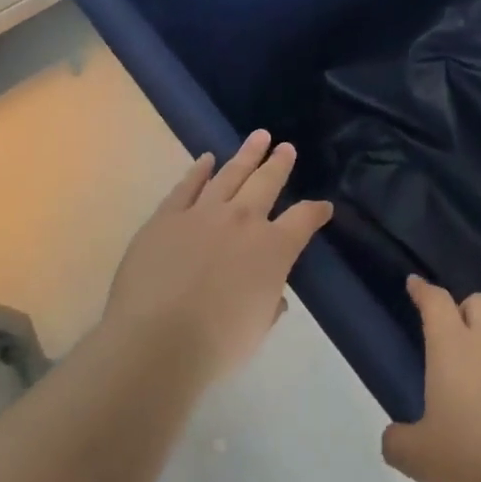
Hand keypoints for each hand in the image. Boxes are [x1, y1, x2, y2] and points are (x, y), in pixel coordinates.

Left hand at [102, 131, 331, 388]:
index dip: (317, 212)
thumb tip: (272, 296)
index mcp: (273, 248)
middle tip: (286, 148)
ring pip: (230, 174)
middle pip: (268, 182)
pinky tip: (206, 159)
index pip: (304, 219)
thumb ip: (269, 304)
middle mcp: (243, 220)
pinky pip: (187, 186)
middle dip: (280, 163)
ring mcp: (203, 214)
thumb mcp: (257, 328)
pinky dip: (199, 170)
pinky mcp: (167, 218)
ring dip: (246, 155)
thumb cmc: (217, 344)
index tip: (324, 207)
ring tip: (258, 137)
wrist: (156, 343)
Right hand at [381, 275, 480, 481]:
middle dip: (466, 310)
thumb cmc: (475, 456)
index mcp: (453, 348)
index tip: (416, 283)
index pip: (435, 303)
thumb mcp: (420, 458)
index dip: (424, 291)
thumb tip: (394, 436)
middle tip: (458, 337)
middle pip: (479, 303)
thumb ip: (399, 442)